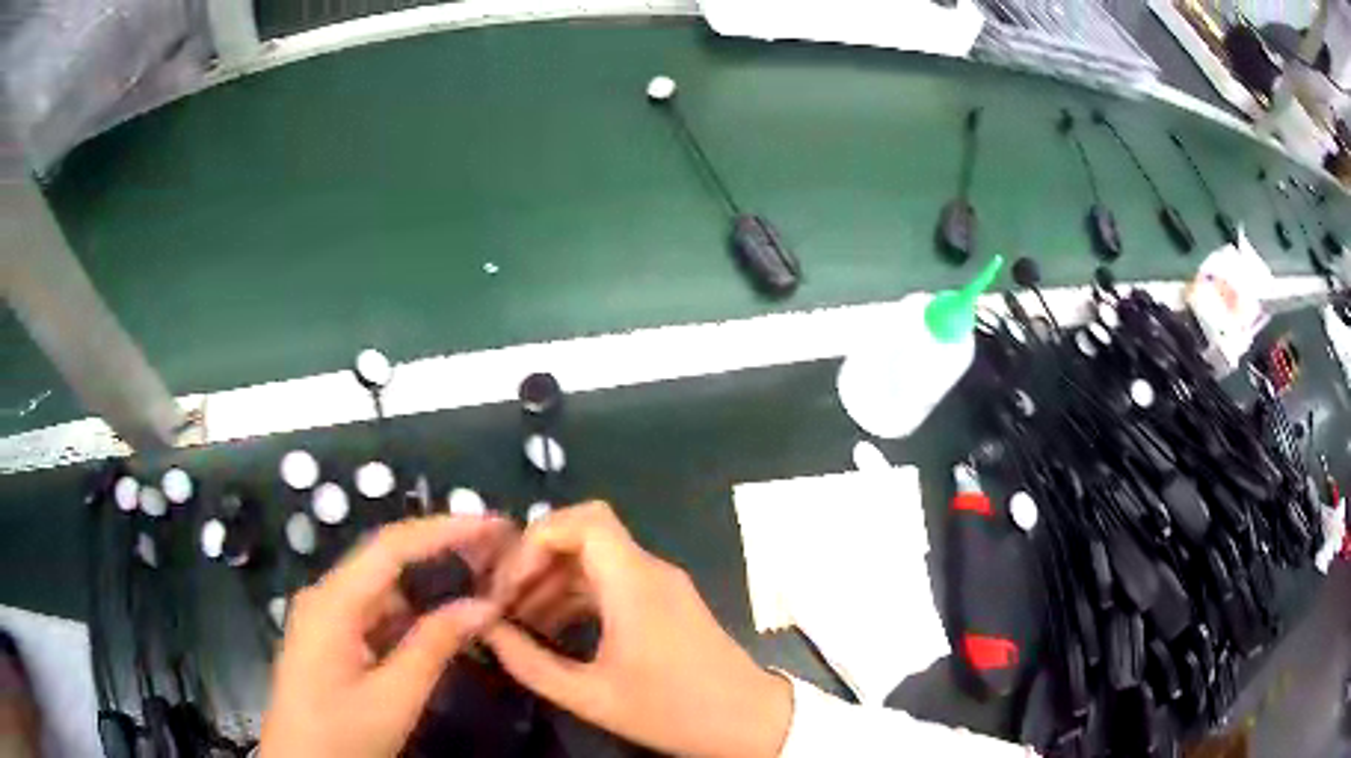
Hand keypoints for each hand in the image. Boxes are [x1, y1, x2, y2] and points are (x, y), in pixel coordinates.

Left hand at [260, 515, 515, 757]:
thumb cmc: (342, 734)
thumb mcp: (394, 697)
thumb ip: (435, 646)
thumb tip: (484, 605)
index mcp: (333, 602)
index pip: (392, 547)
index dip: (445, 530)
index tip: (494, 526)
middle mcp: (327, 596)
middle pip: (387, 559)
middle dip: (443, 551)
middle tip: (498, 553)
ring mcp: (327, 616)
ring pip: (384, 587)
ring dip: (431, 583)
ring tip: (482, 581)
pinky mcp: (333, 637)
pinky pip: (377, 612)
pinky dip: (414, 612)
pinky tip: (445, 619)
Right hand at [485, 502, 792, 757]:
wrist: (749, 721)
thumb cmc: (673, 711)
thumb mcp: (591, 697)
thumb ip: (531, 663)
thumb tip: (487, 632)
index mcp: (635, 584)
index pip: (584, 520)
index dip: (537, 539)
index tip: (510, 583)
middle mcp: (650, 571)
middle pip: (584, 535)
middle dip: (536, 561)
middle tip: (503, 601)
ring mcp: (660, 585)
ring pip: (594, 559)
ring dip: (553, 581)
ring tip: (517, 620)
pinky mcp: (664, 602)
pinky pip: (611, 581)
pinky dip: (576, 596)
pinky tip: (551, 628)